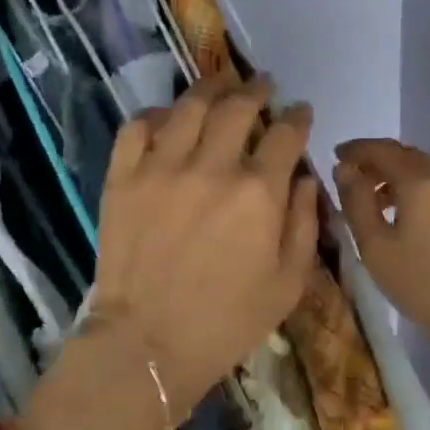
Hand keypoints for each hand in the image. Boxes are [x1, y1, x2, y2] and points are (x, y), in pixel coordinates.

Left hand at [94, 75, 317, 413]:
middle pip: (238, 107)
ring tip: (221, 85)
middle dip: (256, 89)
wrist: (148, 345)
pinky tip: (168, 117)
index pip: (285, 134)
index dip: (297, 116)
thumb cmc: (227, 321)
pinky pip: (137, 127)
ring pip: (189, 106)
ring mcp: (161, 168)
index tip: (299, 111)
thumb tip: (306, 178)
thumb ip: (305, 223)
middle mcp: (211, 167)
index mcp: (258, 193)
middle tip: (262, 85)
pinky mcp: (122, 178)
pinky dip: (156, 114)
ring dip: (211, 88)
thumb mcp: (289, 283)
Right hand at [333, 138, 429, 369]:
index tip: (334, 156)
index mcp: (417, 180)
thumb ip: (356, 202)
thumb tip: (344, 169)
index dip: (355, 149)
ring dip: (393, 174)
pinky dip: (411, 188)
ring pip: (421, 170)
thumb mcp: (376, 246)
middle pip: (403, 154)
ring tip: (371, 199)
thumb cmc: (424, 282)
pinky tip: (400, 214)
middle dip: (374, 159)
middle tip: (350, 175)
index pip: (380, 149)